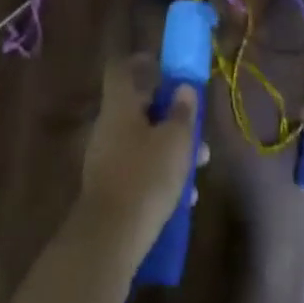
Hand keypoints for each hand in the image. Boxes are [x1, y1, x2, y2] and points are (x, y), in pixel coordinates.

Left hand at [76, 55, 202, 268]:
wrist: (108, 239)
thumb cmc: (145, 177)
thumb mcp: (175, 142)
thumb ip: (182, 112)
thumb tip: (184, 88)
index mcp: (120, 106)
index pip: (123, 69)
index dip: (142, 63)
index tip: (166, 69)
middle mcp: (108, 126)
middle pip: (138, 108)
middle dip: (169, 116)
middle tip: (196, 128)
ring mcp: (105, 158)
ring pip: (142, 141)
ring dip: (169, 148)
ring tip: (199, 167)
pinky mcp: (109, 188)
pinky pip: (137, 169)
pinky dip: (159, 174)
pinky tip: (184, 198)